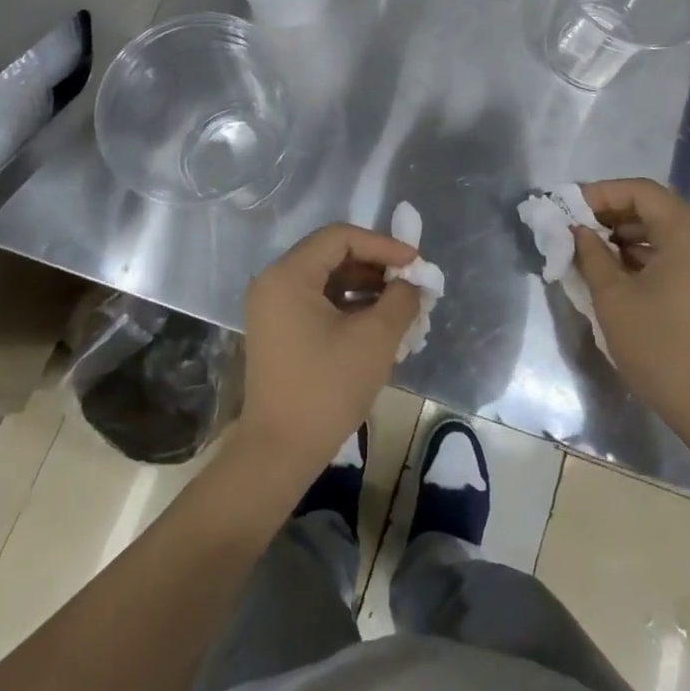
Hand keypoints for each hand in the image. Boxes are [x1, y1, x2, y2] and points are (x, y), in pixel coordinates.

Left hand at [235, 223, 420, 484]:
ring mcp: (274, 307)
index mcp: (289, 275)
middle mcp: (275, 282)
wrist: (279, 453)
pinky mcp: (280, 330)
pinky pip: (319, 302)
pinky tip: (380, 324)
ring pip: (328, 279)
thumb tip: (413, 282)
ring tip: (403, 306)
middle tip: (410, 283)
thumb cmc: (326, 388)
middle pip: (333, 255)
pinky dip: (350, 306)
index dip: (382, 245)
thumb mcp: (374, 339)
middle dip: (376, 267)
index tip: (415, 263)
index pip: (341, 238)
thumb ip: (400, 299)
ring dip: (367, 287)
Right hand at [573, 178, 689, 447]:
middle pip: (654, 207)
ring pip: (665, 229)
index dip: (600, 193)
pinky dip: (646, 252)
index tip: (568, 207)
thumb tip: (577, 230)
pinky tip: (617, 269)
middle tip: (574, 228)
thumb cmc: (660, 349)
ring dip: (627, 234)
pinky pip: (677, 251)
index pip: (640, 191)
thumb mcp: (613, 298)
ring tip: (590, 250)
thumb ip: (590, 254)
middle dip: (611, 214)